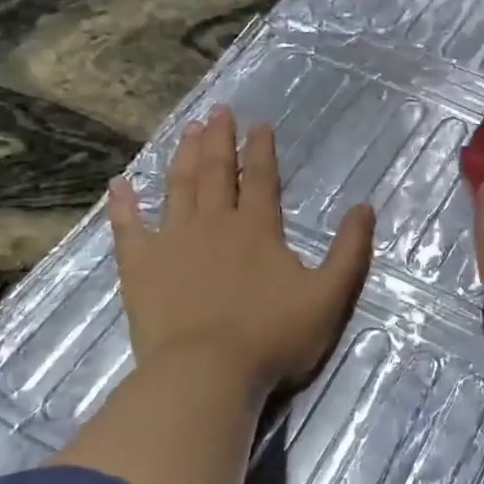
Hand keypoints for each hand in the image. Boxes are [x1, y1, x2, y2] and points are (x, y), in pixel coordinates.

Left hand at [108, 106, 372, 395]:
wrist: (206, 373)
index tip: (259, 124)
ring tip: (186, 129)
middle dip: (218, 139)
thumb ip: (349, 251)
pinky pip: (128, 228)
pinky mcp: (140, 267)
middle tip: (217, 111)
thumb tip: (365, 207)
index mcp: (257, 228)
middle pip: (215, 171)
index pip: (260, 178)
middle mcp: (214, 223)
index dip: (261, 149)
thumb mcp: (329, 296)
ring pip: (177, 187)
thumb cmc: (273, 337)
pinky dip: (123, 204)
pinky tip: (119, 184)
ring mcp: (172, 242)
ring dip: (182, 156)